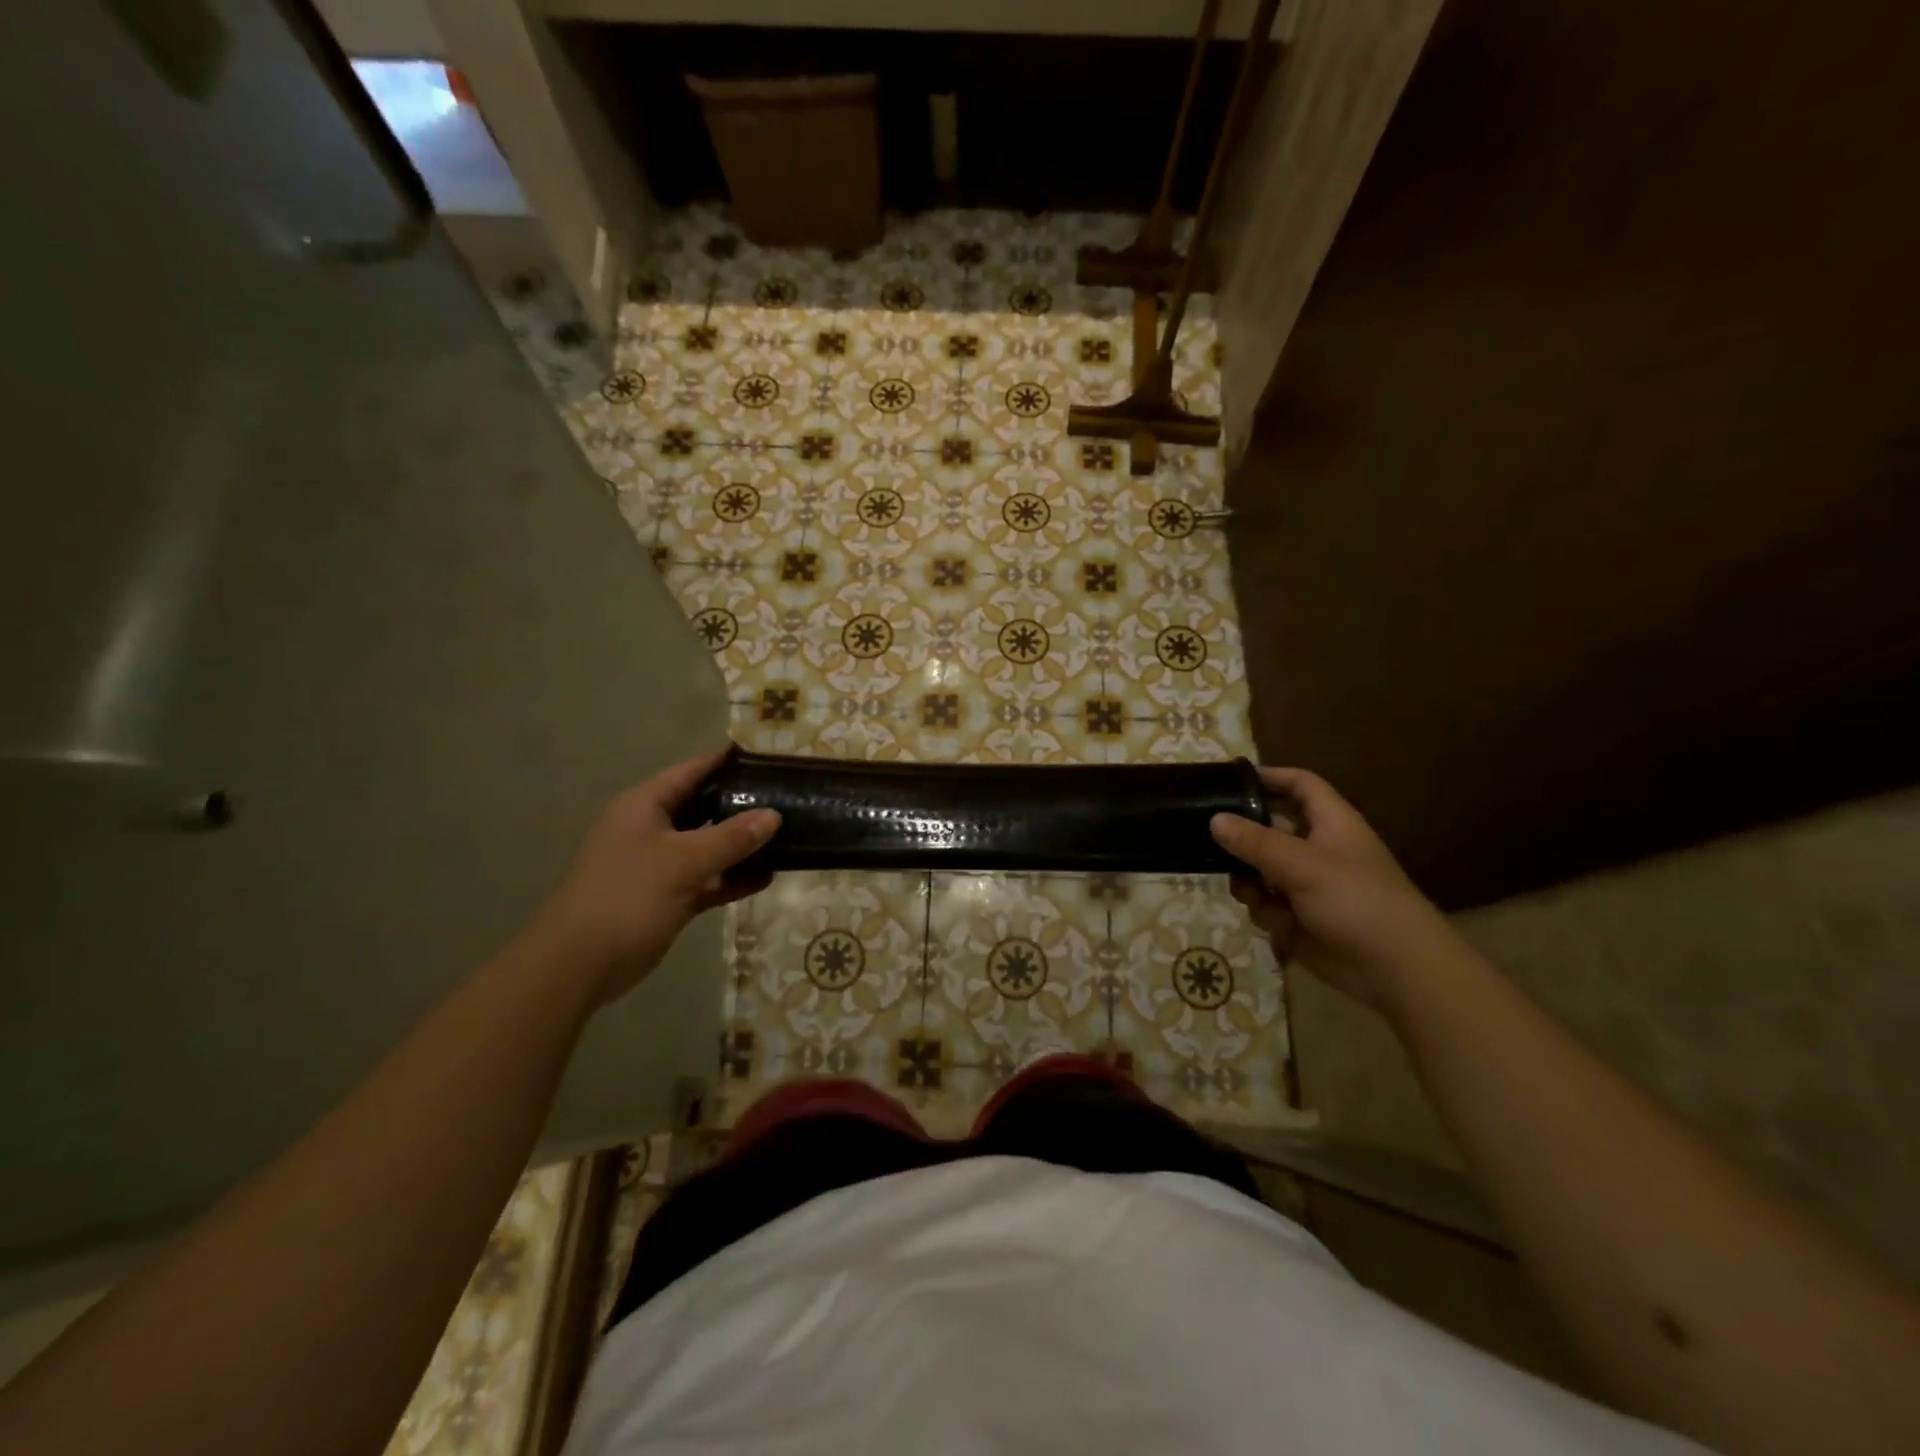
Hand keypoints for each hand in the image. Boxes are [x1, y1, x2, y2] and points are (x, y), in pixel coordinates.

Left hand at [530, 747, 779, 1006]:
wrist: (580, 965)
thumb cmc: (628, 897)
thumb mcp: (684, 861)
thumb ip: (731, 837)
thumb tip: (773, 815)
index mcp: (646, 805)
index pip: (693, 770)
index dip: (727, 760)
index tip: (766, 753)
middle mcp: (653, 828)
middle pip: (705, 805)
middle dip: (742, 803)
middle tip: (787, 795)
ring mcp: (660, 863)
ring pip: (709, 844)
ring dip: (742, 844)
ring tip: (788, 834)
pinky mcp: (669, 895)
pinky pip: (708, 877)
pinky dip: (732, 877)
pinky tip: (767, 876)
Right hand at [1210, 767, 1463, 1011]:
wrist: (1396, 970)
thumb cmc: (1357, 902)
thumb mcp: (1302, 865)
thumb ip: (1255, 842)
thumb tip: (1214, 818)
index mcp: (1331, 823)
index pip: (1300, 785)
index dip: (1270, 777)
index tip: (1230, 780)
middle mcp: (1317, 849)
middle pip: (1270, 829)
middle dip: (1243, 839)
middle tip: (1208, 840)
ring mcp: (1308, 885)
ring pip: (1260, 871)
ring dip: (1251, 882)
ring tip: (1250, 893)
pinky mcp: (1300, 918)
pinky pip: (1267, 905)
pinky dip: (1267, 913)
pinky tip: (1278, 926)